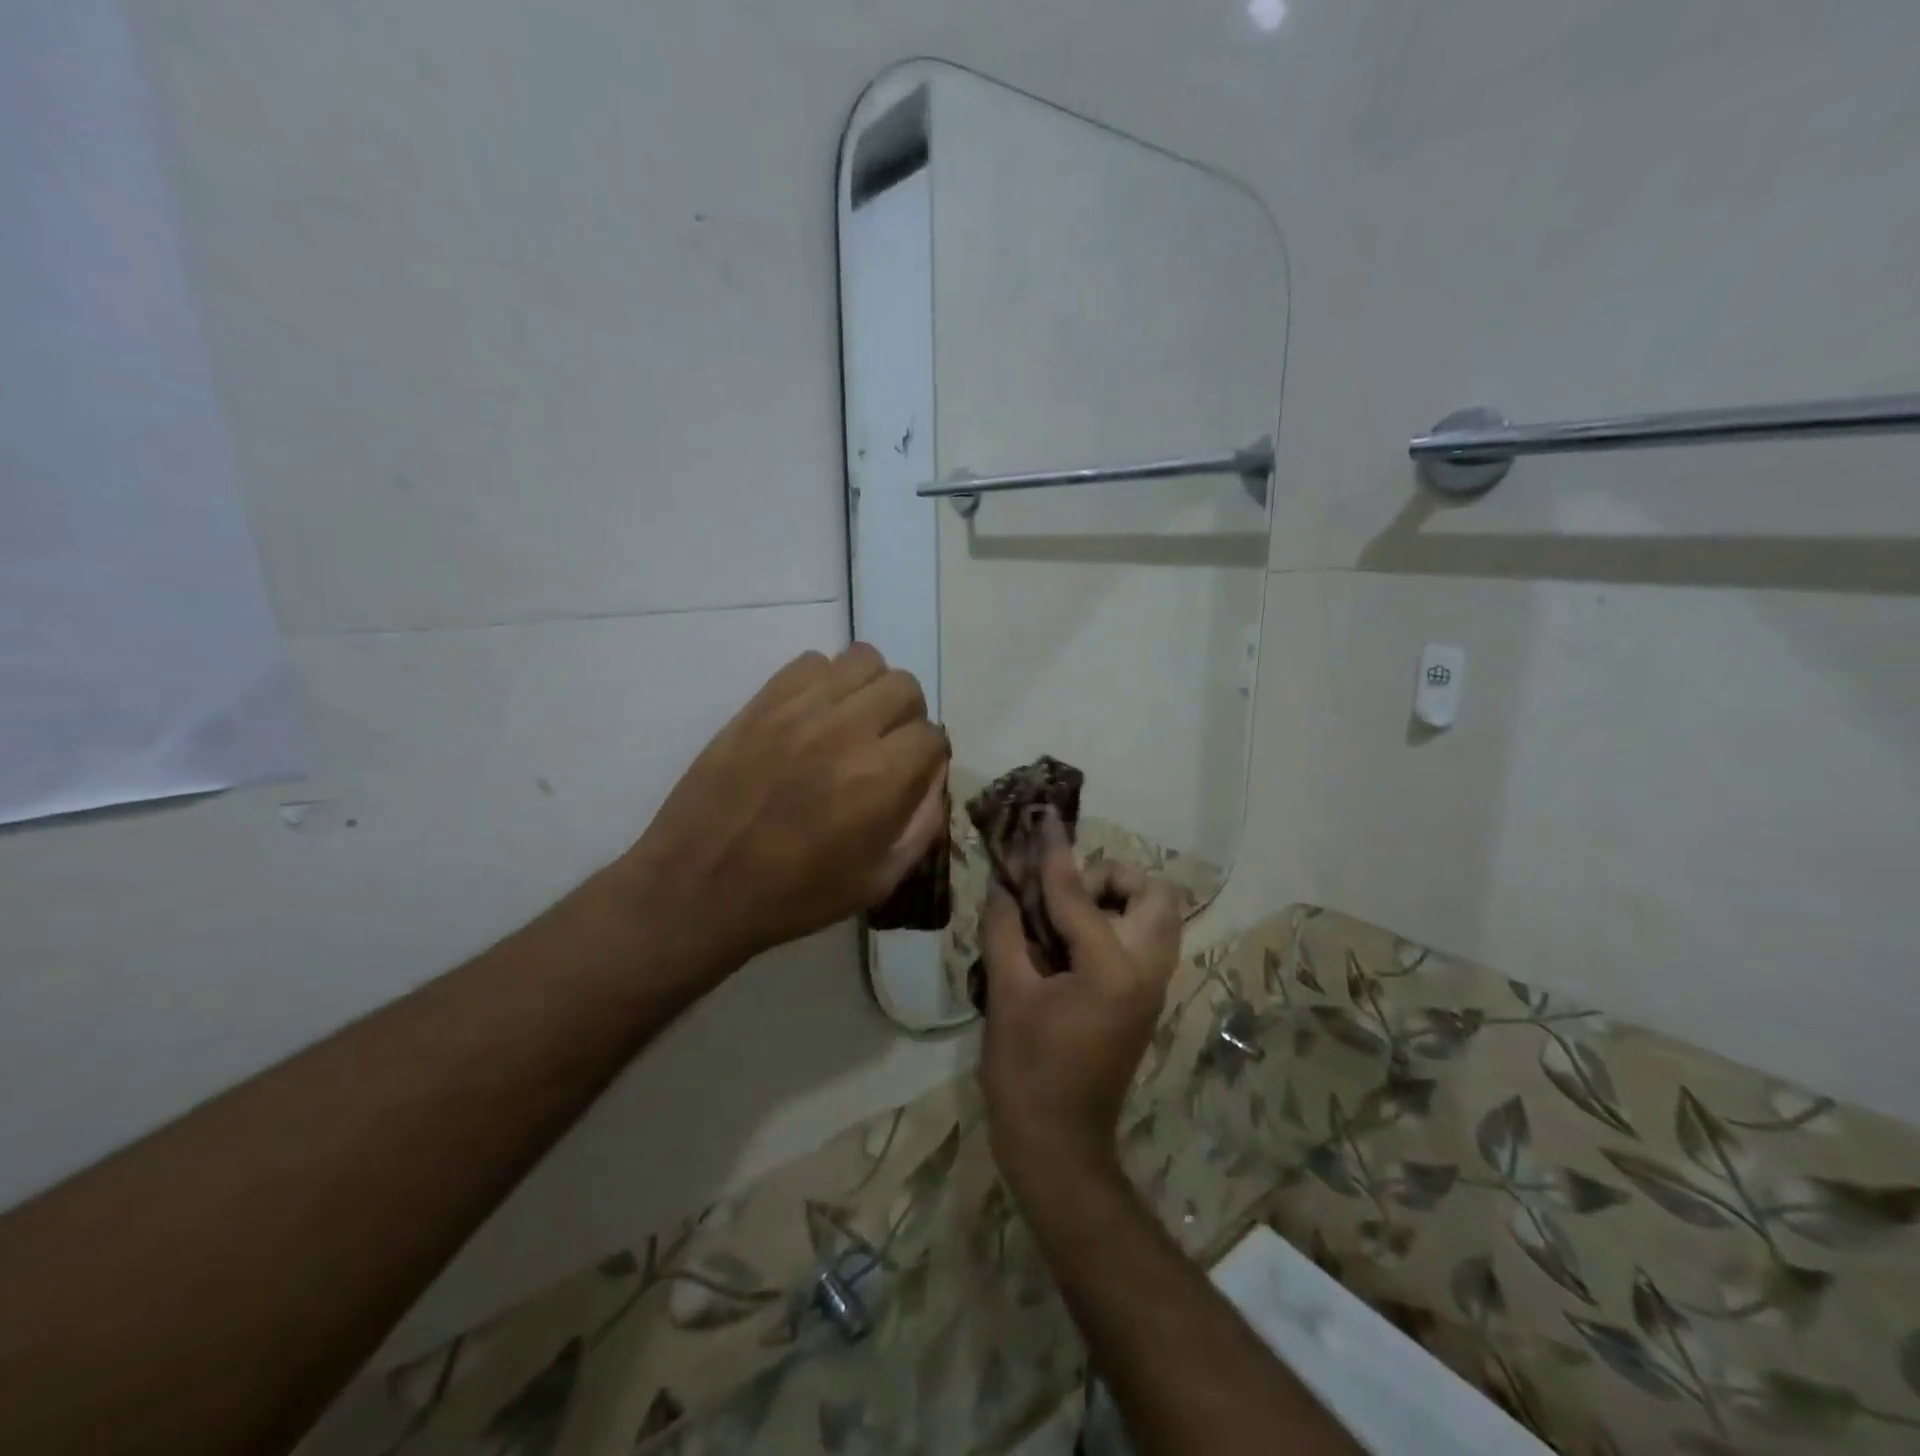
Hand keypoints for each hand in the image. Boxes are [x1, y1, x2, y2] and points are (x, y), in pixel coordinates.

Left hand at [611, 644, 947, 982]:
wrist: (699, 888)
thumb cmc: (793, 896)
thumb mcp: (876, 882)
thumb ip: (920, 828)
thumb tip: (935, 784)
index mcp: (880, 779)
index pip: (932, 735)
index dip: (930, 757)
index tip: (914, 774)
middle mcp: (846, 730)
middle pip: (904, 687)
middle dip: (907, 716)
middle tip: (887, 746)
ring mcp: (799, 710)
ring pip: (862, 660)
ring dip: (870, 689)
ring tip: (854, 721)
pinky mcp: (761, 703)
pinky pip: (810, 662)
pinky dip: (824, 681)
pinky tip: (813, 716)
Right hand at [979, 813, 1184, 1195]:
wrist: (1060, 1146)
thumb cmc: (1027, 1073)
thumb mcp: (1007, 995)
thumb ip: (1006, 930)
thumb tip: (1003, 886)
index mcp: (1112, 968)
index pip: (1080, 894)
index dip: (1054, 857)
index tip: (1042, 822)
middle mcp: (1146, 970)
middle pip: (1155, 893)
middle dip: (1112, 877)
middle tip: (1065, 891)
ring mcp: (1153, 987)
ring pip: (1158, 917)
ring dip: (1119, 899)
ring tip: (1067, 914)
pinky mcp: (1146, 1000)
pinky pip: (1146, 941)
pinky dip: (1118, 923)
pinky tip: (1071, 940)